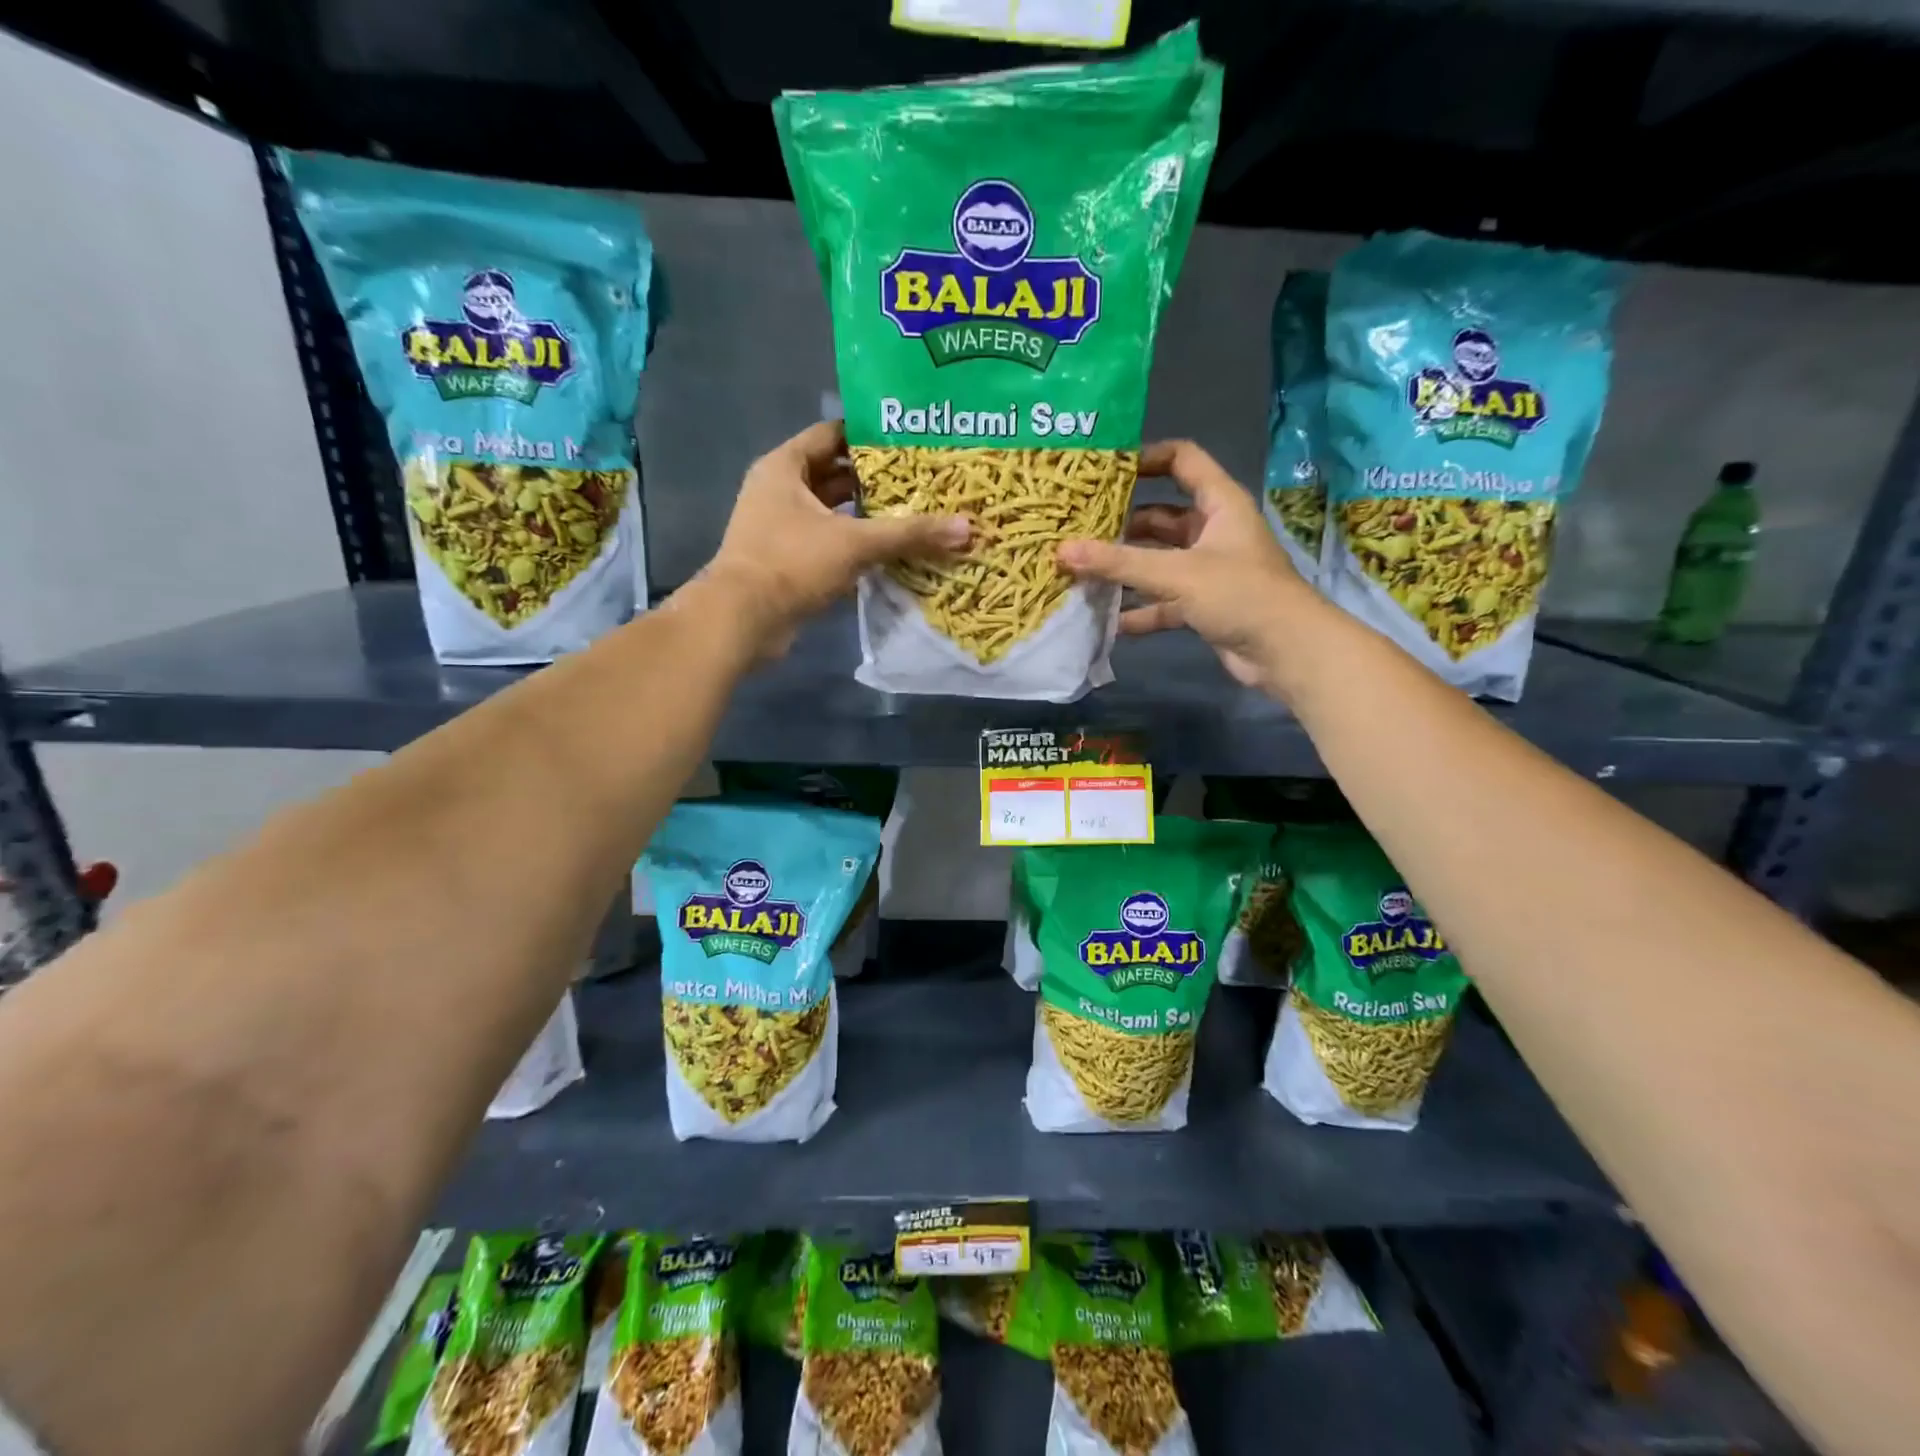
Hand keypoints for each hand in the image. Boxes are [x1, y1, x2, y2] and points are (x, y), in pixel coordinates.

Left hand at [700, 420, 968, 655]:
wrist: (743, 620)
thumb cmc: (792, 563)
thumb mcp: (855, 542)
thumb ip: (909, 533)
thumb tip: (966, 528)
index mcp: (785, 467)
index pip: (832, 434)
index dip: (870, 435)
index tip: (911, 440)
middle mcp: (779, 490)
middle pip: (835, 474)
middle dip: (876, 479)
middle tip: (923, 478)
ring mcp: (781, 527)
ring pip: (833, 512)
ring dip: (868, 515)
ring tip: (916, 512)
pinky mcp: (788, 560)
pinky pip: (829, 542)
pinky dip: (855, 544)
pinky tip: (891, 550)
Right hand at [1057, 440, 1317, 693]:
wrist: (1287, 652)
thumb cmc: (1240, 595)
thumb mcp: (1176, 573)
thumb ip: (1119, 563)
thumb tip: (1062, 550)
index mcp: (1219, 504)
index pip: (1182, 460)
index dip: (1146, 457)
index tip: (1103, 470)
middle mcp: (1213, 531)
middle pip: (1161, 516)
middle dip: (1121, 524)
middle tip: (1077, 528)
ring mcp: (1207, 571)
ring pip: (1158, 561)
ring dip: (1125, 569)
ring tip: (1081, 572)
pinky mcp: (1203, 605)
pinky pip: (1162, 601)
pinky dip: (1139, 609)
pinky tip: (1106, 619)